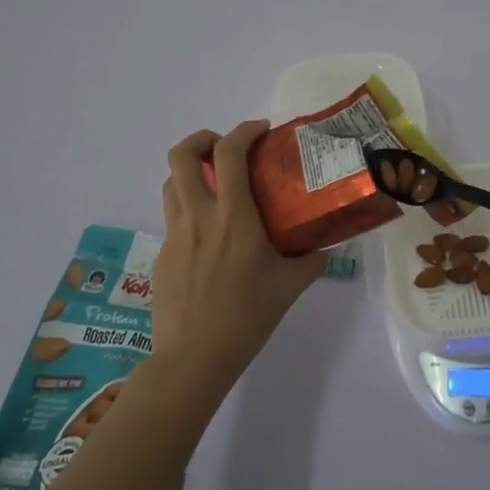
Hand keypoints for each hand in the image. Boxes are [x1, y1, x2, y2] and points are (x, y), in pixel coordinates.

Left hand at [152, 120, 328, 397]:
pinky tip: (210, 235)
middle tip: (226, 148)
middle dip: (202, 138)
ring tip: (216, 184)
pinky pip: (173, 216)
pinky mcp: (163, 254)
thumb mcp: (289, 286)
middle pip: (182, 155)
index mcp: (233, 215)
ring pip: (171, 182)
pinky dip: (190, 207)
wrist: (192, 359)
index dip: (244, 130)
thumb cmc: (246, 317)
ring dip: (191, 171)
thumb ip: (311, 261)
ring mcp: (175, 234)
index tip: (262, 131)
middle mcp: (199, 215)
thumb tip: (326, 249)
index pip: (229, 152)